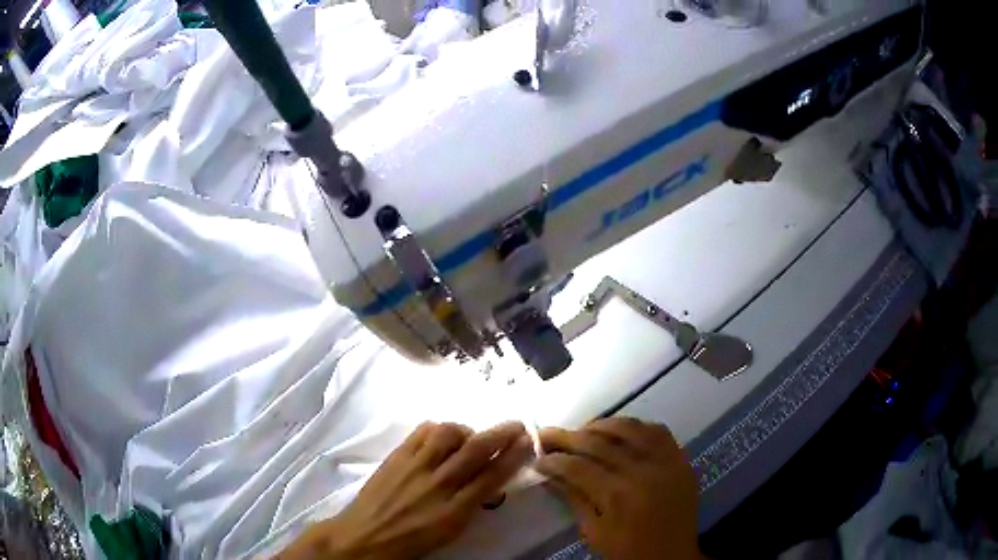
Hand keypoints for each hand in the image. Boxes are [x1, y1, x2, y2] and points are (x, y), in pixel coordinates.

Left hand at [279, 421, 532, 559]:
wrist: (365, 536)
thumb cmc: (412, 541)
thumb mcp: (450, 531)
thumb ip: (473, 505)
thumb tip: (491, 482)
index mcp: (454, 510)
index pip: (492, 476)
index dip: (513, 457)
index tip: (527, 443)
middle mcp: (437, 484)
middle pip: (476, 450)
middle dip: (502, 434)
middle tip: (516, 426)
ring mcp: (414, 466)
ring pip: (448, 434)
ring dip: (467, 430)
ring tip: (471, 436)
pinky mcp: (396, 456)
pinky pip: (422, 432)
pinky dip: (438, 429)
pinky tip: (443, 435)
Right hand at [536, 418, 701, 559]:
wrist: (672, 557)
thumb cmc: (628, 552)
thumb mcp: (594, 532)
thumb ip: (574, 498)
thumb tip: (550, 473)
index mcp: (617, 495)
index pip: (578, 466)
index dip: (554, 460)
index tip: (537, 457)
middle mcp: (642, 471)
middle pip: (599, 443)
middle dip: (568, 437)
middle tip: (548, 433)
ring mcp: (665, 462)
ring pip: (630, 428)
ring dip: (602, 425)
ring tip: (583, 430)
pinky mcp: (681, 460)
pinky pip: (658, 431)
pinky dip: (637, 426)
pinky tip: (621, 430)